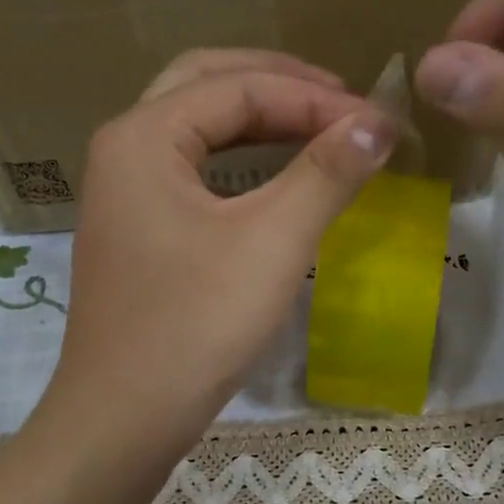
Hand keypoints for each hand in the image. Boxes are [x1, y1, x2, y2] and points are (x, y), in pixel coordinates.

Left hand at [43, 50, 396, 455]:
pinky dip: (239, 162)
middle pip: (206, 86)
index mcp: (144, 137)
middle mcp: (125, 151)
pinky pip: (193, 173)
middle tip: (341, 101)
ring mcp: (126, 195)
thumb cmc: (196, 325)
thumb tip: (379, 123)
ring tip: (319, 127)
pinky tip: (275, 180)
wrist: (125, 419)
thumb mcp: (272, 242)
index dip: (315, 98)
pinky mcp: (138, 235)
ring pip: (197, 130)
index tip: (378, 124)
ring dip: (258, 120)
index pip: (239, 87)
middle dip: (278, 85)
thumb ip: (326, 173)